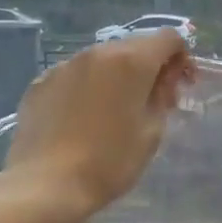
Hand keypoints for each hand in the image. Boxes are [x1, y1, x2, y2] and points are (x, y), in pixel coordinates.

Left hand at [0, 33, 194, 218]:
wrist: (45, 185)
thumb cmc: (109, 162)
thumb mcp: (152, 132)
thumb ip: (163, 95)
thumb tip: (164, 76)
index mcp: (131, 61)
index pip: (168, 38)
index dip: (181, 57)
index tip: (180, 85)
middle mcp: (97, 52)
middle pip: (134, 45)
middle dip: (149, 66)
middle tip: (152, 101)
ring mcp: (64, 65)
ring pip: (102, 59)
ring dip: (116, 76)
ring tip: (113, 111)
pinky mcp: (40, 82)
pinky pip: (74, 75)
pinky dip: (87, 87)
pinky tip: (82, 118)